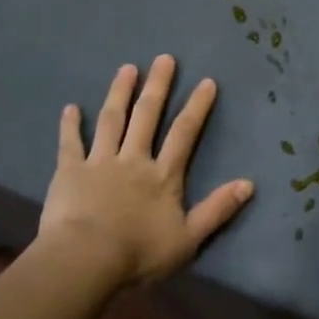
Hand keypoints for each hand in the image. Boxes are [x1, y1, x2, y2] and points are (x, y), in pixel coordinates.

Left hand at [39, 56, 253, 290]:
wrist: (86, 260)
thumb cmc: (139, 254)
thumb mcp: (188, 238)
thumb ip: (217, 209)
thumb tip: (249, 184)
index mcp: (163, 176)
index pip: (184, 134)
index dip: (196, 107)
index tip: (206, 81)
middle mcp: (134, 160)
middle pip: (147, 117)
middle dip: (158, 86)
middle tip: (164, 58)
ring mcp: (100, 162)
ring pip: (111, 121)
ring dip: (119, 93)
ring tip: (126, 69)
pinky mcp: (69, 171)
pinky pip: (70, 143)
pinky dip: (70, 125)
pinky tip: (70, 107)